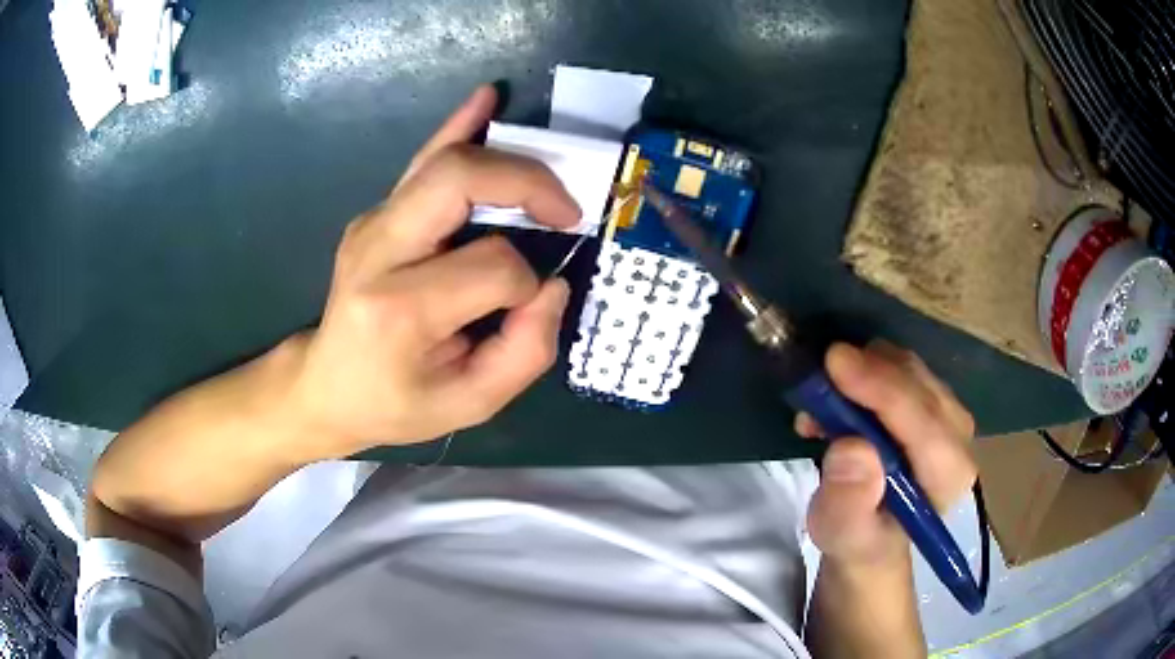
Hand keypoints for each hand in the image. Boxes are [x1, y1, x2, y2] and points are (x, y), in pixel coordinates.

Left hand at [286, 86, 580, 457]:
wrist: (325, 385)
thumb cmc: (395, 402)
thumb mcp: (470, 405)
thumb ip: (526, 351)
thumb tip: (553, 284)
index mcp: (400, 308)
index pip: (492, 265)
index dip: (527, 282)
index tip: (529, 304)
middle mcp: (378, 250)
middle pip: (459, 180)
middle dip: (527, 183)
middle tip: (566, 210)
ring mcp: (372, 224)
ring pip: (443, 160)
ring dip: (506, 155)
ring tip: (552, 166)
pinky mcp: (377, 214)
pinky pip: (423, 162)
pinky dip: (461, 127)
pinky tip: (487, 100)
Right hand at [796, 342, 976, 567]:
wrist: (872, 534)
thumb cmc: (858, 540)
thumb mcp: (843, 536)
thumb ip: (848, 504)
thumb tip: (852, 448)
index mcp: (948, 478)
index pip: (925, 423)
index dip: (884, 390)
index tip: (836, 362)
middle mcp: (958, 439)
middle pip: (920, 386)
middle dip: (870, 373)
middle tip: (818, 375)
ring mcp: (948, 416)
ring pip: (910, 370)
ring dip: (864, 371)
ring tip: (822, 402)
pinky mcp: (932, 403)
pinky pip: (901, 369)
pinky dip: (867, 370)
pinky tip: (838, 397)